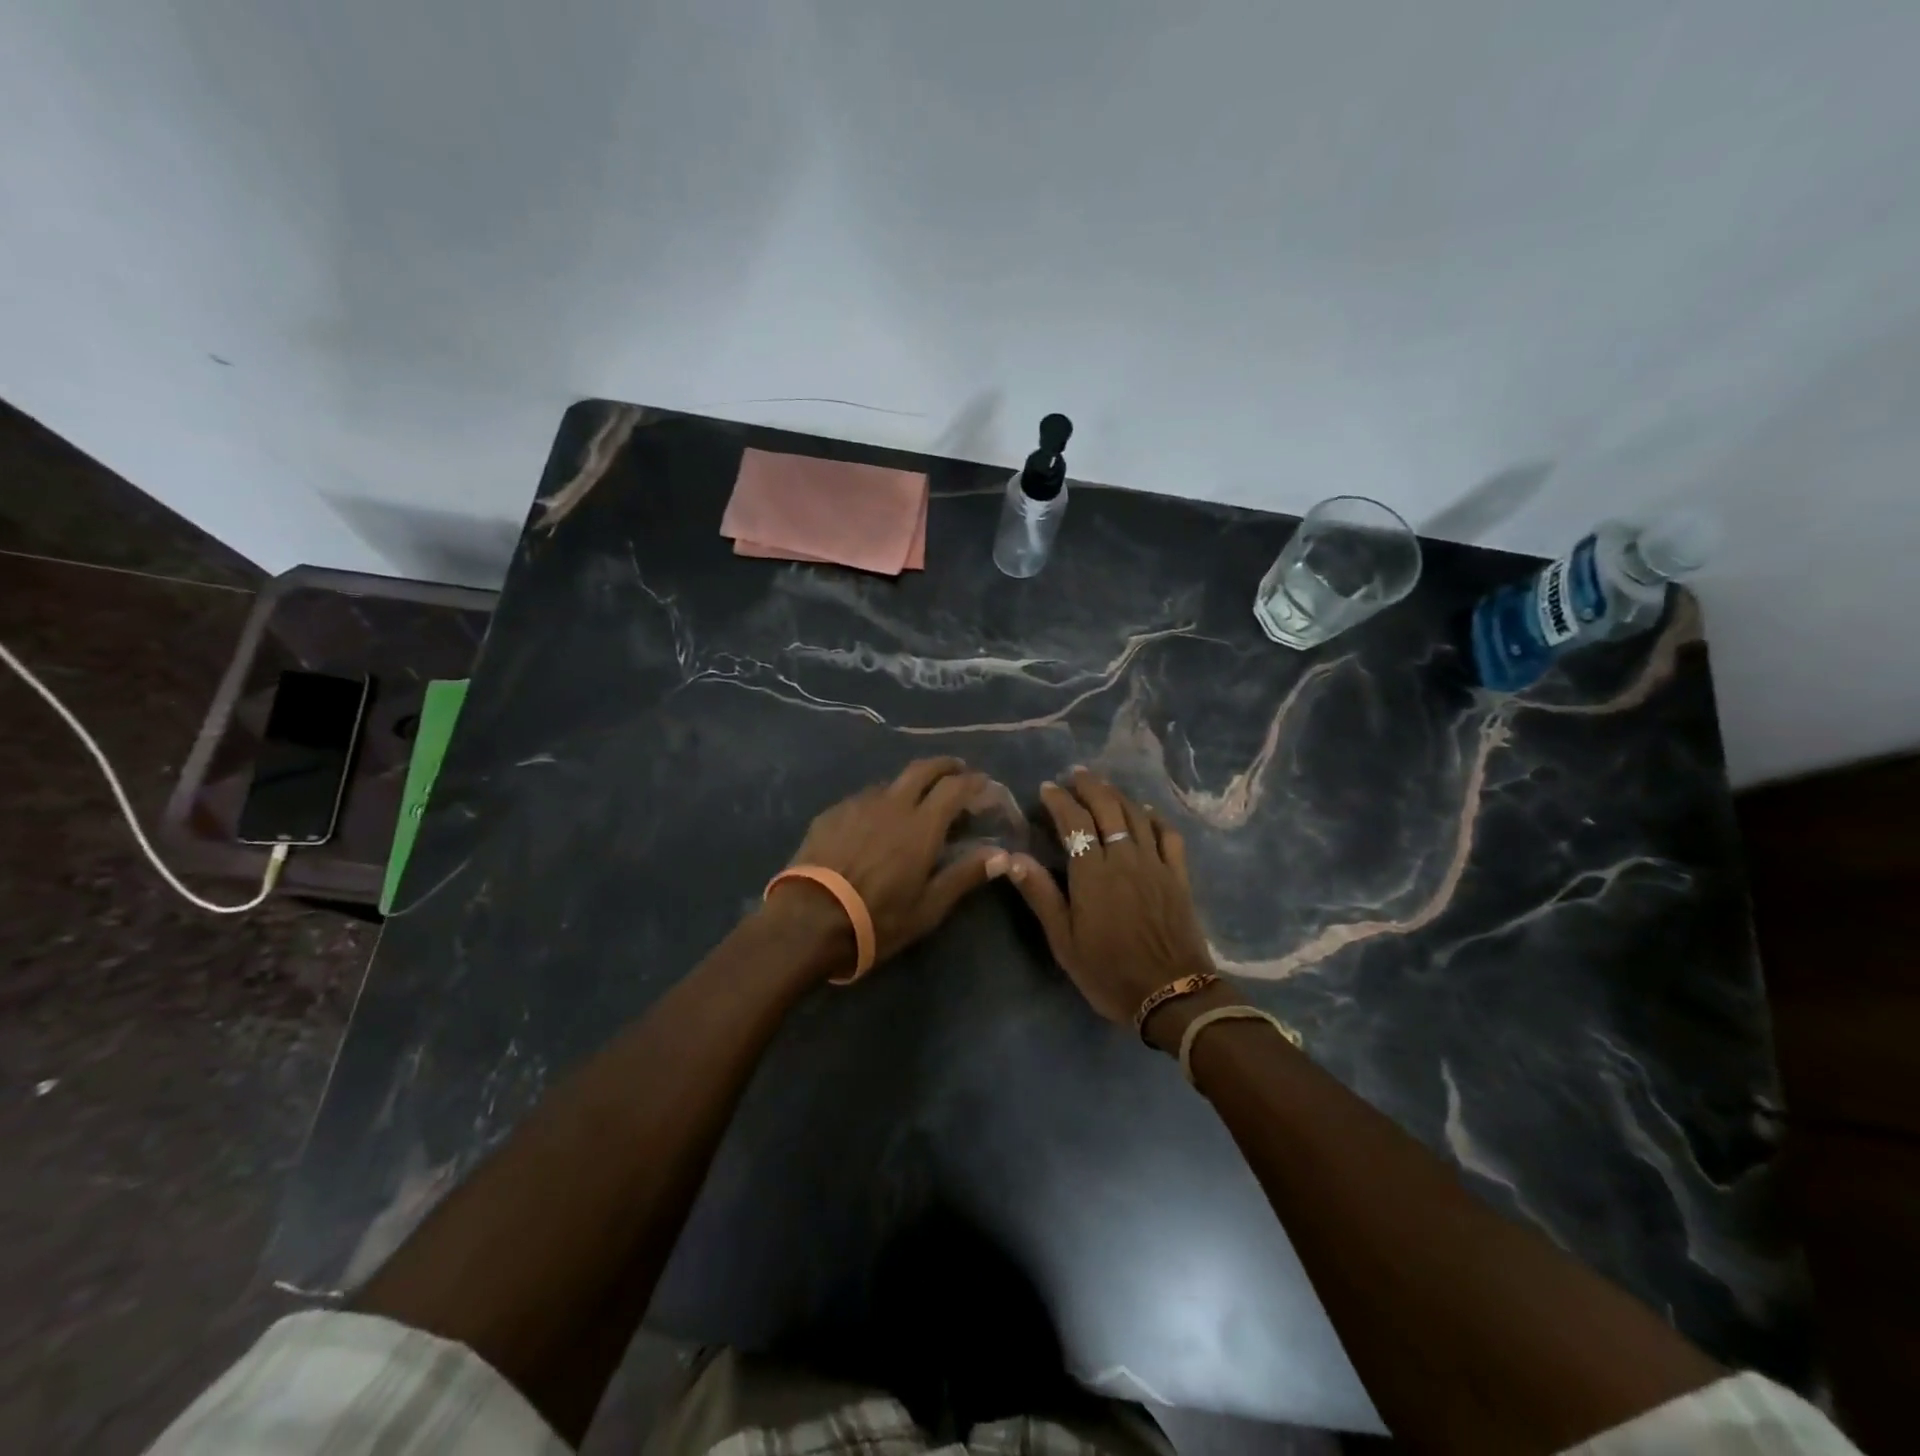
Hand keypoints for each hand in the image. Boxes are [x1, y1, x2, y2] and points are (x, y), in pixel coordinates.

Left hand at [774, 756, 1002, 972]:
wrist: (809, 920)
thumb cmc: (877, 918)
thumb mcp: (928, 908)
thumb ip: (965, 876)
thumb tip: (1001, 856)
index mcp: (922, 825)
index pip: (955, 787)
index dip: (973, 781)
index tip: (983, 783)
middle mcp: (892, 804)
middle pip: (923, 769)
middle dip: (944, 765)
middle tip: (956, 772)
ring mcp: (858, 805)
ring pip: (891, 783)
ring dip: (909, 786)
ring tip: (913, 803)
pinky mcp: (832, 813)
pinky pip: (863, 799)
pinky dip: (879, 803)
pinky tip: (874, 824)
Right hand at [992, 769, 1215, 1025]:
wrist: (1172, 994)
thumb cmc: (1109, 972)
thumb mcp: (1064, 941)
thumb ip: (1040, 895)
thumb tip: (1012, 857)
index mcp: (1093, 873)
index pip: (1074, 823)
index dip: (1059, 801)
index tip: (1047, 788)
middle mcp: (1125, 858)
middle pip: (1107, 808)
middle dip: (1089, 786)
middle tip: (1075, 774)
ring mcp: (1156, 864)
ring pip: (1136, 815)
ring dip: (1117, 795)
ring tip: (1102, 786)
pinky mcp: (1179, 876)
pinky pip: (1168, 835)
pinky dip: (1155, 817)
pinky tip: (1146, 811)